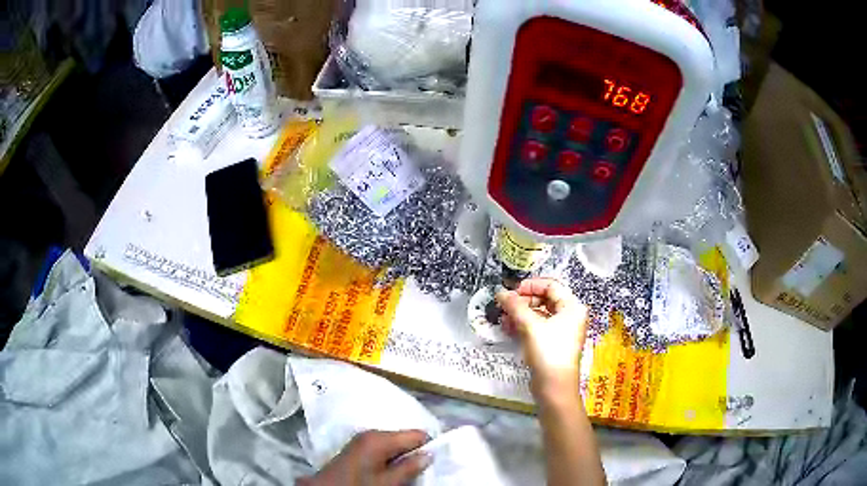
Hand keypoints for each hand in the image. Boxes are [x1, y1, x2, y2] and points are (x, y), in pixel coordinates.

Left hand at [299, 430, 431, 485]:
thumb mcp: (388, 482)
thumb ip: (409, 467)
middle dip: (415, 452)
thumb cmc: (358, 485)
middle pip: (405, 438)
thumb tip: (429, 455)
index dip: (430, 446)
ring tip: (409, 472)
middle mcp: (371, 433)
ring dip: (403, 457)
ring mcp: (363, 440)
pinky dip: (391, 459)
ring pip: (395, 445)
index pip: (417, 434)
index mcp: (380, 438)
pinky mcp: (358, 449)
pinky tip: (392, 471)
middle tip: (423, 469)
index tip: (437, 460)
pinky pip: (383, 449)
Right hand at [496, 278, 588, 403]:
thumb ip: (515, 306)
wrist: (554, 386)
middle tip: (505, 305)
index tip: (512, 292)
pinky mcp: (554, 343)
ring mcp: (562, 330)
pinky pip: (538, 327)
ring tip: (504, 318)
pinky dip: (524, 325)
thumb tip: (500, 292)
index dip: (530, 285)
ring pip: (540, 314)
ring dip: (521, 314)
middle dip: (523, 301)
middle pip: (545, 299)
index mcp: (572, 306)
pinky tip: (509, 328)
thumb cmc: (548, 351)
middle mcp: (570, 316)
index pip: (551, 285)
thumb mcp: (530, 326)